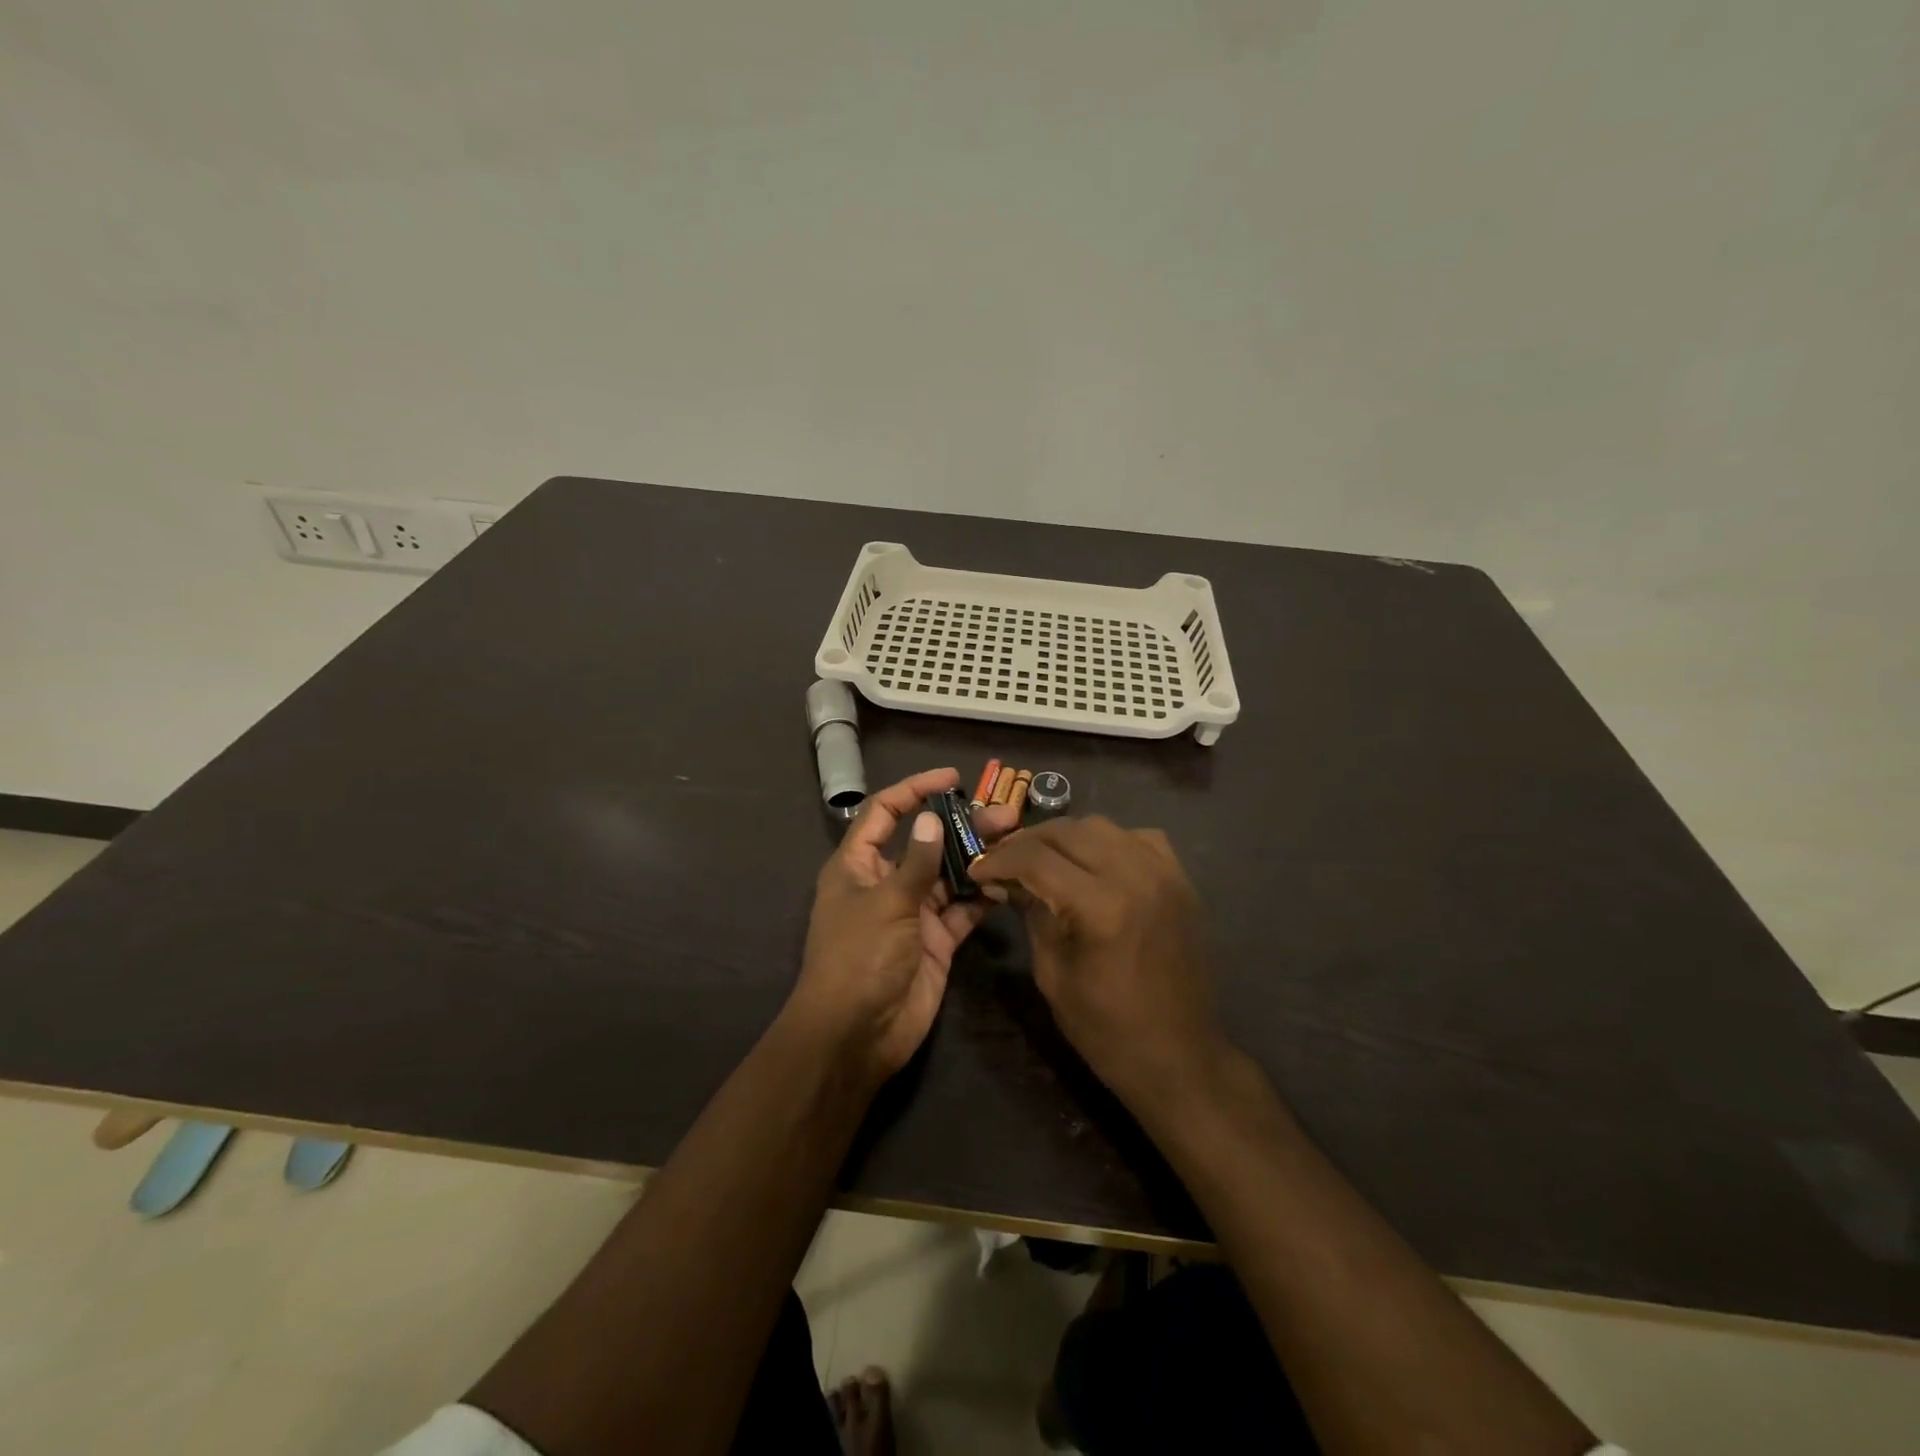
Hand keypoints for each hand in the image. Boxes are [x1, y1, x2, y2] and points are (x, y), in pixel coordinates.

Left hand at [791, 768, 1016, 1085]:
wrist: (858, 1035)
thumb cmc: (859, 958)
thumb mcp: (886, 903)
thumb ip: (916, 861)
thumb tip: (932, 816)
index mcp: (858, 866)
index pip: (884, 813)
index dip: (913, 790)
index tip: (951, 779)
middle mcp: (886, 883)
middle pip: (926, 842)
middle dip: (961, 826)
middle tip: (1004, 814)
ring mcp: (913, 912)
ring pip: (949, 874)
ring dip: (979, 858)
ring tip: (1015, 840)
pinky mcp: (936, 940)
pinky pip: (962, 910)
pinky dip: (982, 896)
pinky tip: (1008, 882)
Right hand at [970, 816, 1225, 1111]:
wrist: (1180, 1058)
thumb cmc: (1107, 1029)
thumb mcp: (1053, 974)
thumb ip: (1031, 914)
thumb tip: (1004, 880)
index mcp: (1100, 907)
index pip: (1036, 859)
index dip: (999, 859)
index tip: (977, 868)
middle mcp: (1135, 876)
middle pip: (1068, 831)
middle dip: (1027, 842)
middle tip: (1004, 861)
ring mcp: (1165, 874)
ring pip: (1102, 826)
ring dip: (1065, 837)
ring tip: (1043, 859)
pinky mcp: (1181, 880)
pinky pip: (1138, 838)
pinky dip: (1109, 842)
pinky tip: (1094, 863)